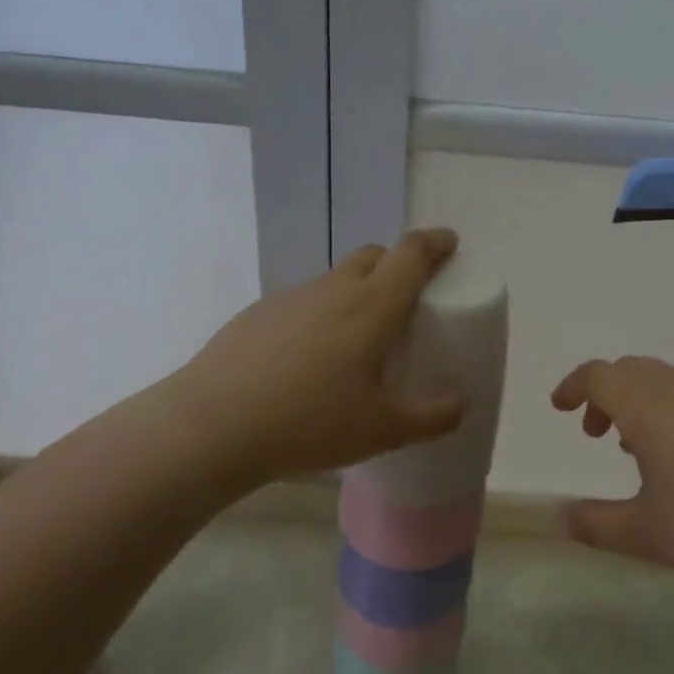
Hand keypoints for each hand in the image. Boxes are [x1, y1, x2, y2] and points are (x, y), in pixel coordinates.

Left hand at [166, 229, 467, 487]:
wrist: (212, 425)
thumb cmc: (309, 423)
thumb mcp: (382, 431)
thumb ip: (431, 418)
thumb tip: (461, 405)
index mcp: (372, 307)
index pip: (411, 254)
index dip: (435, 242)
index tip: (450, 242)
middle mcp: (333, 289)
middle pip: (374, 255)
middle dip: (398, 263)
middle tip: (408, 297)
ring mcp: (291, 297)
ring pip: (336, 277)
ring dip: (357, 290)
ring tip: (358, 336)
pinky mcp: (258, 313)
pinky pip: (303, 301)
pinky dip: (320, 313)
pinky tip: (308, 357)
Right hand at [552, 356, 673, 596]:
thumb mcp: (645, 533)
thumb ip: (596, 525)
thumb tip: (560, 519)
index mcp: (647, 403)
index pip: (598, 375)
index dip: (573, 386)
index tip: (560, 407)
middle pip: (631, 370)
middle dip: (606, 394)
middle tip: (597, 433)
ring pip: (667, 380)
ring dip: (642, 402)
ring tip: (641, 448)